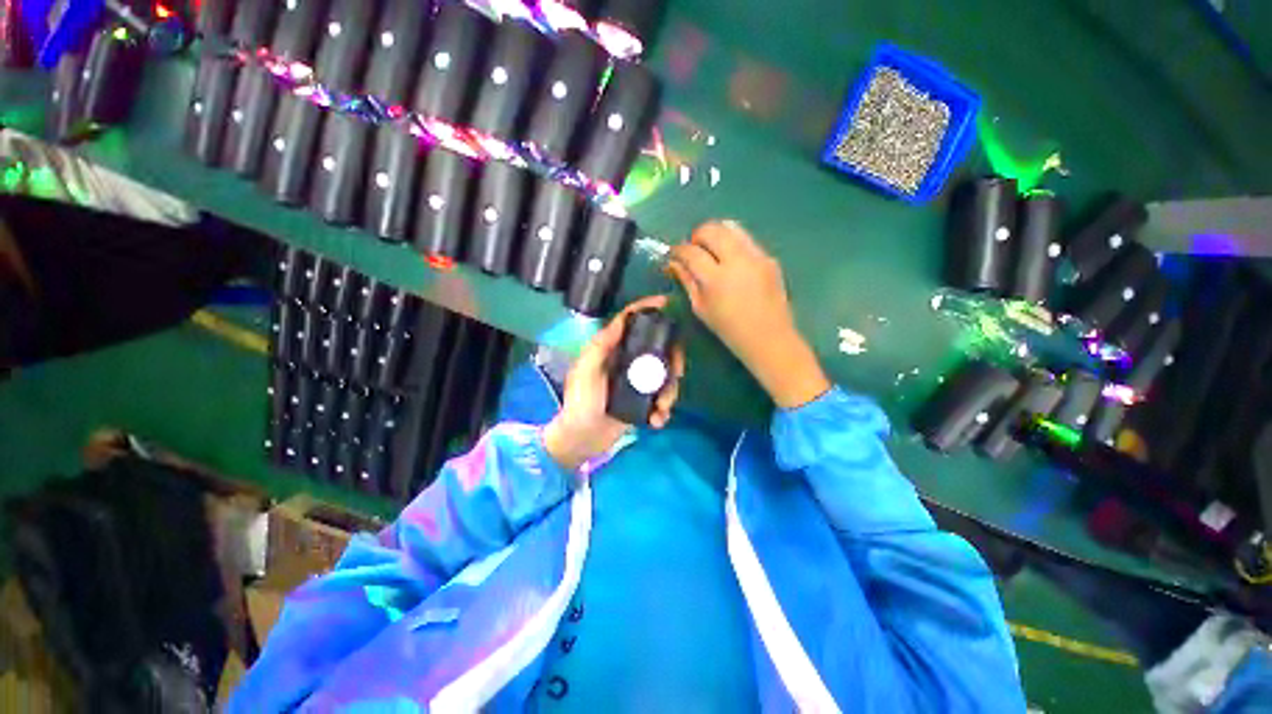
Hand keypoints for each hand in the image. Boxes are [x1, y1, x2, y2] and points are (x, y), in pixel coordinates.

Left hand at [543, 296, 684, 470]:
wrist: (582, 440)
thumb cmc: (580, 402)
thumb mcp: (585, 370)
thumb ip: (600, 345)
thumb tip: (621, 319)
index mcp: (611, 350)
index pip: (629, 322)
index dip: (646, 308)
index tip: (666, 302)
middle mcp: (626, 361)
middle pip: (656, 348)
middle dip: (672, 358)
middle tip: (678, 371)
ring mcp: (636, 382)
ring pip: (664, 375)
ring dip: (670, 390)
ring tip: (662, 408)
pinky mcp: (642, 401)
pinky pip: (660, 398)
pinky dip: (663, 409)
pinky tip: (657, 420)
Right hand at [668, 220, 829, 408]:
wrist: (768, 337)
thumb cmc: (729, 330)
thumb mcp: (701, 308)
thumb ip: (686, 281)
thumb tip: (673, 263)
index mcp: (716, 279)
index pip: (691, 252)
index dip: (678, 250)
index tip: (673, 254)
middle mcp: (736, 260)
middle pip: (711, 229)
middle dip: (696, 235)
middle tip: (692, 249)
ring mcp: (756, 256)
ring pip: (730, 226)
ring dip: (715, 233)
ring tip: (710, 249)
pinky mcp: (769, 257)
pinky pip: (745, 239)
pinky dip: (732, 242)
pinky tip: (730, 259)